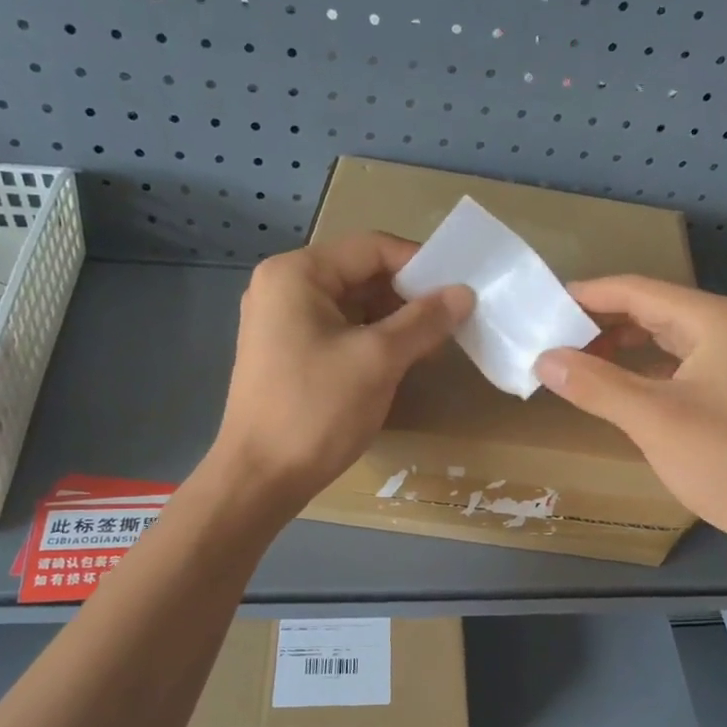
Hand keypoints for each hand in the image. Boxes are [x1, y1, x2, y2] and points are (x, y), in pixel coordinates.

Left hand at [212, 234, 472, 507]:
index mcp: (297, 274)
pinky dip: (373, 340)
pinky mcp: (287, 353)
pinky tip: (402, 362)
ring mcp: (282, 322)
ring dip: (394, 321)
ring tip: (433, 345)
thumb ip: (424, 321)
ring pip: (353, 306)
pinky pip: (339, 331)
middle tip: (452, 320)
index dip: (420, 264)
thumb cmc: (317, 410)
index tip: (460, 290)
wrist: (261, 478)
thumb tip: (464, 293)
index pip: (371, 248)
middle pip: (361, 274)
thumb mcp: (378, 360)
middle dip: (408, 296)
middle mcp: (283, 287)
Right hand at [534, 277, 726, 562]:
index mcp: (714, 320)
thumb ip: (596, 385)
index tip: (543, 305)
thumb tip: (543, 359)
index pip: (638, 291)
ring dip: (620, 348)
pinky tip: (615, 388)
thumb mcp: (654, 420)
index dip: (588, 296)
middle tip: (551, 338)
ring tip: (574, 362)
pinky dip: (642, 372)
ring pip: (663, 339)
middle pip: (651, 310)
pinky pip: (676, 366)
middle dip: (600, 322)